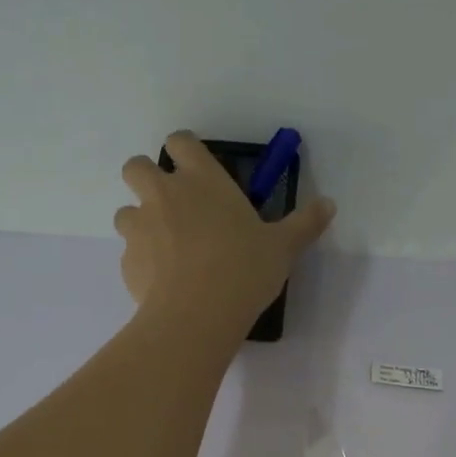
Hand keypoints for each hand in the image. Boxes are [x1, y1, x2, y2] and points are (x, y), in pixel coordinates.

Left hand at [113, 131, 335, 332]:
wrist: (198, 314)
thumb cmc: (244, 269)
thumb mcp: (283, 248)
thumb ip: (304, 224)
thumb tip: (329, 204)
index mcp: (202, 180)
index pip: (180, 142)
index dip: (184, 151)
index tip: (195, 169)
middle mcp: (164, 194)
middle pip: (137, 167)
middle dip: (147, 179)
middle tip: (171, 206)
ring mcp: (140, 227)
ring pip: (125, 211)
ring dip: (140, 222)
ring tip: (164, 249)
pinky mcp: (126, 262)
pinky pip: (129, 253)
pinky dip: (141, 262)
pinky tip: (162, 283)